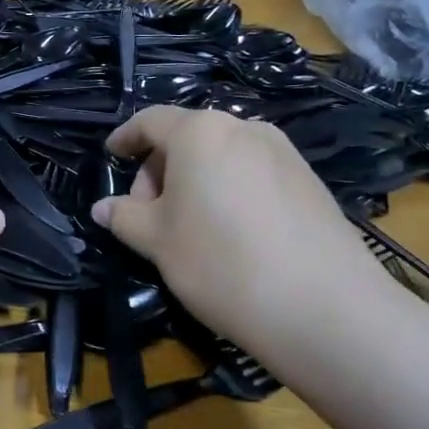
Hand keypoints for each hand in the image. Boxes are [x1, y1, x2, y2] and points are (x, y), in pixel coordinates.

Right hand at [92, 107, 398, 365]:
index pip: (150, 121)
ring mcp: (283, 153)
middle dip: (160, 171)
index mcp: (200, 132)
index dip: (125, 137)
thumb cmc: (220, 262)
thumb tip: (103, 208)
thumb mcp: (157, 241)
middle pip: (187, 138)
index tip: (111, 156)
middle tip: (149, 216)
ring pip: (222, 156)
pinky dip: (229, 192)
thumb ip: (124, 217)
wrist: (325, 307)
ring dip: (195, 182)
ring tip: (190, 229)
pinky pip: (252, 174)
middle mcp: (244, 128)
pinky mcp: (309, 181)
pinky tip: (232, 235)